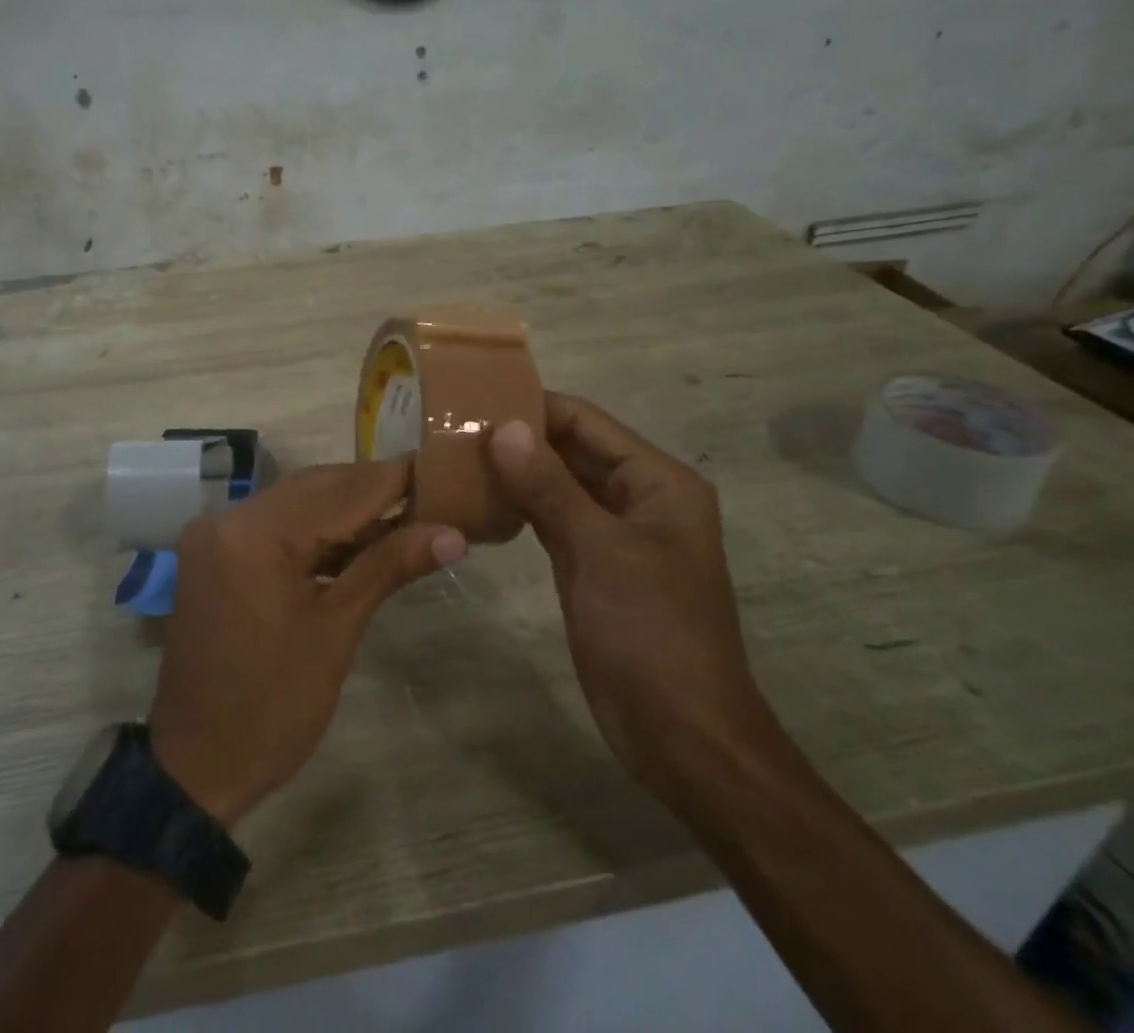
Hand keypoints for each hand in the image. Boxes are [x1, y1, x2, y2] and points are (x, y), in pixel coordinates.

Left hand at [149, 459, 465, 825]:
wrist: (197, 765)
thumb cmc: (274, 706)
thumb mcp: (337, 631)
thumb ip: (389, 566)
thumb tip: (452, 533)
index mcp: (255, 533)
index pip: (340, 491)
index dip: (394, 480)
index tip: (442, 472)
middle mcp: (229, 517)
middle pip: (315, 488)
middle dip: (372, 491)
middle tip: (429, 498)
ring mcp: (215, 533)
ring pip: (295, 502)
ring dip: (345, 509)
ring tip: (403, 518)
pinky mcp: (214, 552)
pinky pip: (274, 524)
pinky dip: (314, 530)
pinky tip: (355, 541)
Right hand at [487, 393, 777, 796]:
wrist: (680, 734)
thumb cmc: (651, 632)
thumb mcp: (599, 550)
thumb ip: (549, 484)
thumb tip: (502, 426)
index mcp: (657, 481)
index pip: (587, 422)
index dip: (533, 406)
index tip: (473, 399)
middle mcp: (637, 496)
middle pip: (571, 449)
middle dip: (517, 438)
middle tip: (452, 427)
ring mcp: (612, 532)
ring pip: (556, 484)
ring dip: (513, 471)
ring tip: (454, 454)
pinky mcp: (589, 563)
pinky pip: (550, 519)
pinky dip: (518, 506)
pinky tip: (477, 498)